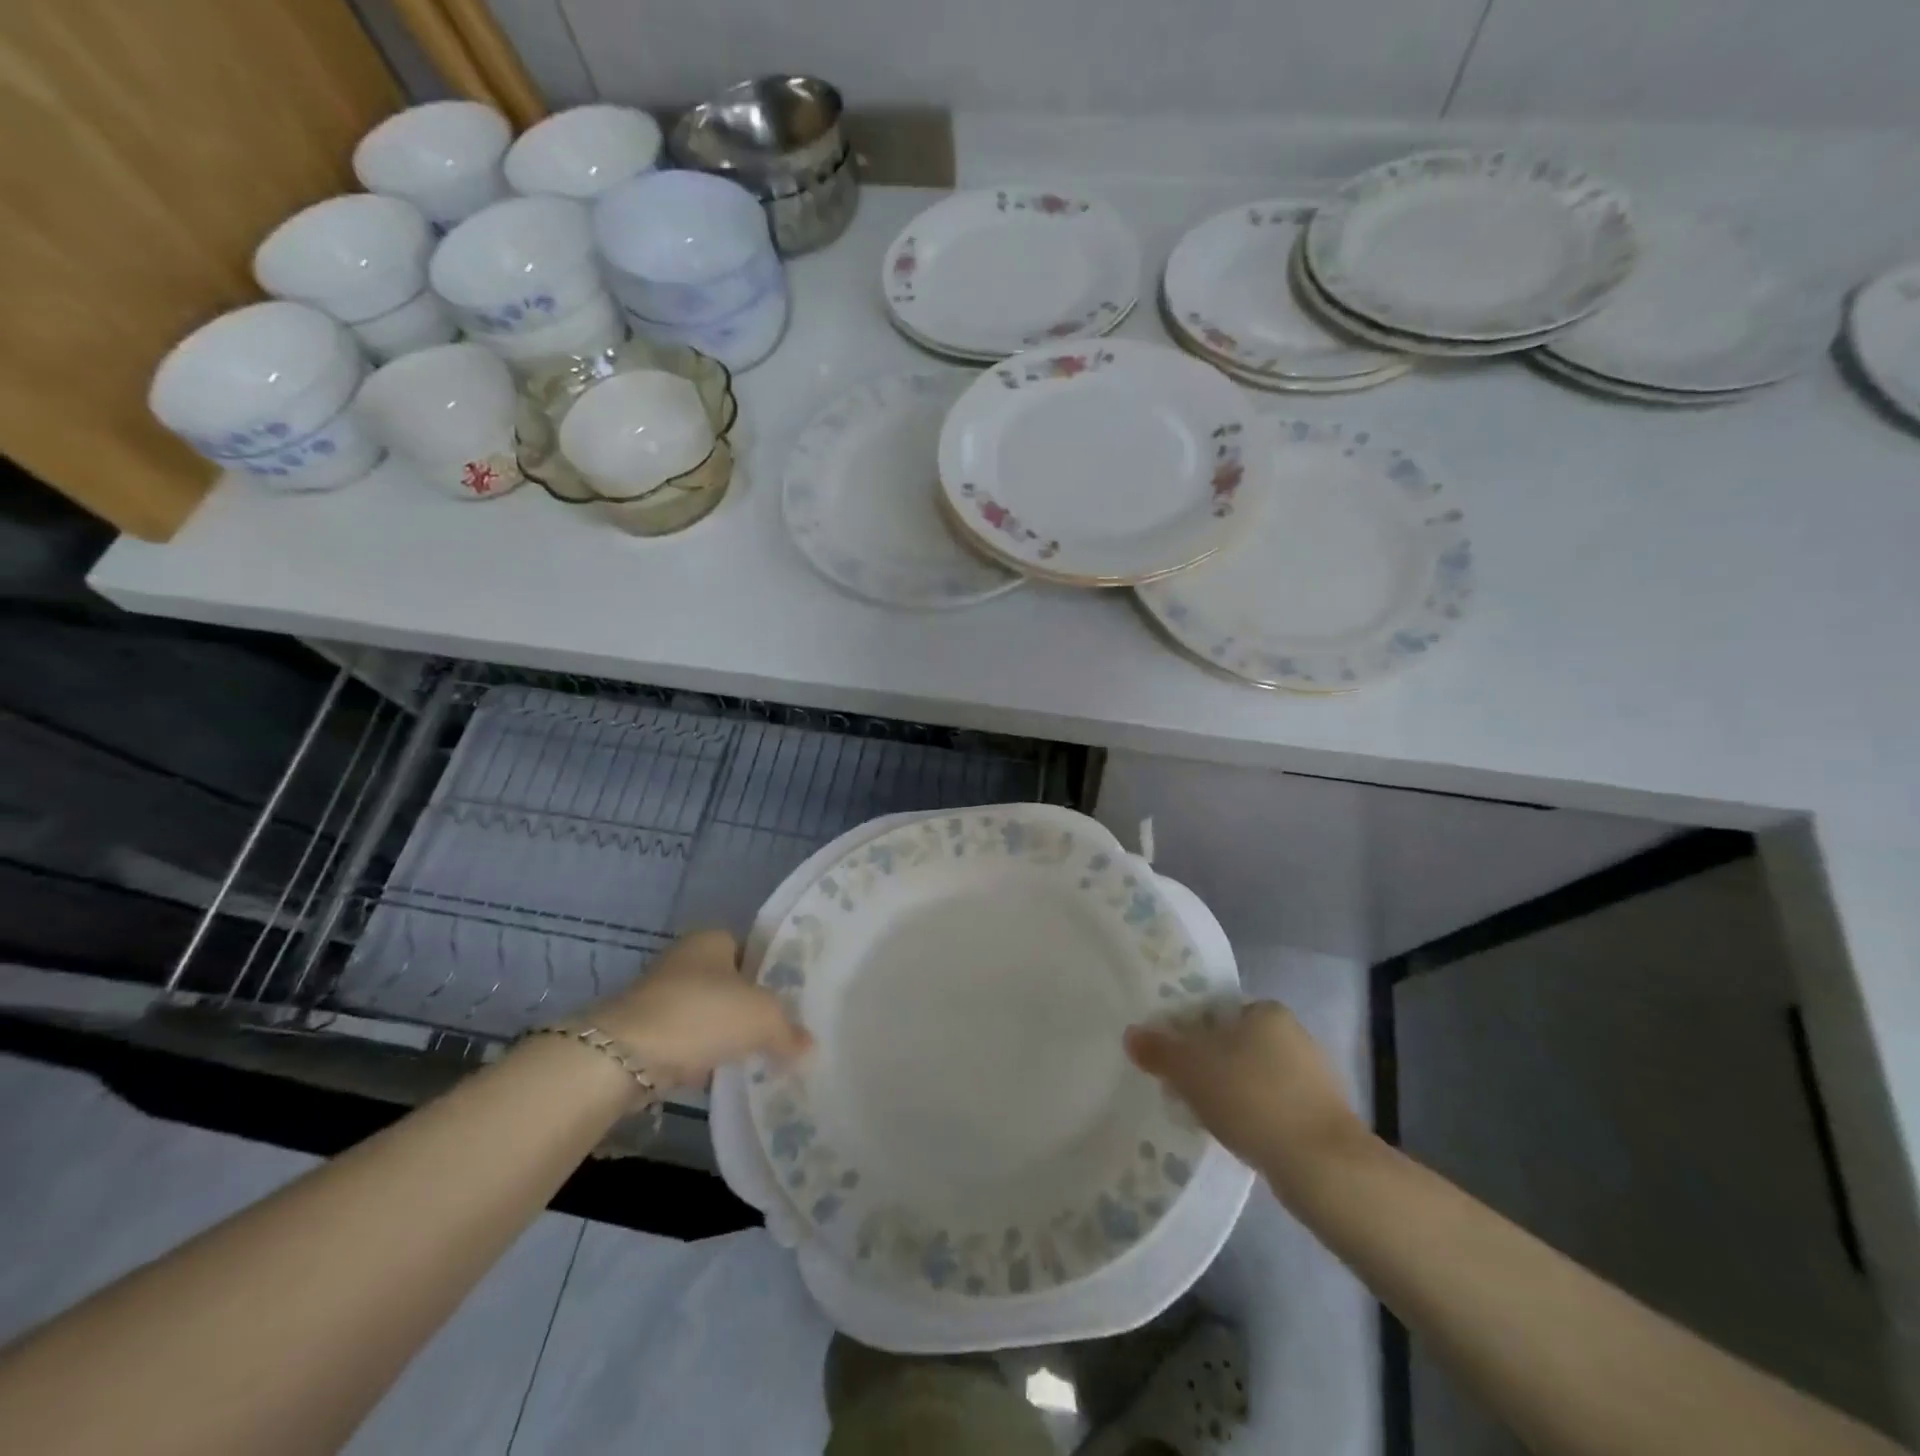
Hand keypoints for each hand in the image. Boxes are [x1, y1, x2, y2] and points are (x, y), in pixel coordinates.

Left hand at [591, 930, 810, 1089]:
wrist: (624, 1056)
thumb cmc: (702, 1014)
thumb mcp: (763, 1018)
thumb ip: (789, 1030)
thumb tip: (808, 1045)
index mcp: (713, 938)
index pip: (752, 949)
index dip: (772, 972)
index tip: (791, 999)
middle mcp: (684, 959)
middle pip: (729, 983)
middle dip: (748, 1006)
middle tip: (777, 1030)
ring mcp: (660, 996)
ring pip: (706, 1014)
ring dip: (724, 1034)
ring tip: (754, 1057)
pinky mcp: (643, 1032)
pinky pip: (685, 1042)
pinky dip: (700, 1056)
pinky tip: (719, 1075)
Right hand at [1126, 1000, 1370, 1195]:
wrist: (1322, 1166)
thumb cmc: (1252, 1097)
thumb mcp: (1190, 1068)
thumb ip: (1158, 1050)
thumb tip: (1131, 1035)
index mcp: (1266, 1010)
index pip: (1217, 1012)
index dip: (1190, 1032)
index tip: (1173, 1058)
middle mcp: (1294, 1035)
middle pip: (1235, 1044)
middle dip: (1209, 1065)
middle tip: (1182, 1089)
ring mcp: (1313, 1077)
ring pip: (1254, 1077)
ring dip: (1232, 1093)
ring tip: (1206, 1118)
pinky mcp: (1322, 1116)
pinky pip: (1274, 1107)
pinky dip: (1254, 1118)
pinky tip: (1238, 1137)